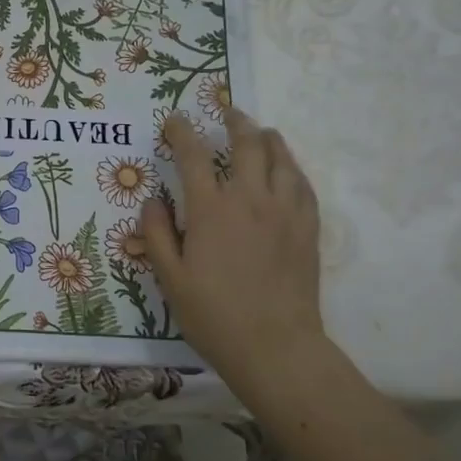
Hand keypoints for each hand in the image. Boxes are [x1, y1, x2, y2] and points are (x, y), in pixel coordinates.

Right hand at [141, 108, 325, 381]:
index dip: (181, 132)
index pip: (192, 155)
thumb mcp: (170, 279)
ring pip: (281, 158)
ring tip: (260, 132)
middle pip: (246, 144)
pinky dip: (292, 168)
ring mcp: (284, 212)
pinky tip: (287, 170)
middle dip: (234, 122)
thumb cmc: (213, 315)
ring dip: (268, 138)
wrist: (275, 347)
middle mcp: (250, 199)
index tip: (174, 121)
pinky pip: (303, 184)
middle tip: (227, 113)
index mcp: (211, 210)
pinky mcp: (307, 228)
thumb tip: (153, 200)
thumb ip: (157, 234)